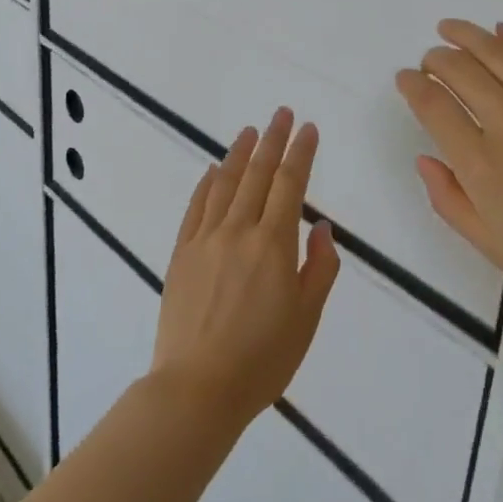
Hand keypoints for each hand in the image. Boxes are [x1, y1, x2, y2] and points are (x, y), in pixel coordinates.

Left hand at [150, 108, 340, 429]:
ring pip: (225, 184)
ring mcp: (205, 239)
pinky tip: (213, 170)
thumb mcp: (307, 318)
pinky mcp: (181, 252)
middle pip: (257, 174)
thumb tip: (321, 227)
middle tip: (282, 114)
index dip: (300, 153)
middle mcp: (238, 231)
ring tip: (251, 131)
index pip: (290, 184)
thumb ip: (320, 268)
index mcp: (273, 245)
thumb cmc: (263, 359)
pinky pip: (196, 207)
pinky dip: (206, 183)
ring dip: (239, 154)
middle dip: (273, 140)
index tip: (308, 129)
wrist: (198, 387)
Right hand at [395, 21, 502, 315]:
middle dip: (435, 58)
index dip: (413, 85)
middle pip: (459, 70)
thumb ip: (449, 201)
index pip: (433, 106)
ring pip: (497, 52)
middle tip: (430, 60)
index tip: (406, 79)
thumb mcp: (493, 247)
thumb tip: (425, 160)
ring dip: (467, 35)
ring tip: (451, 29)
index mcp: (481, 163)